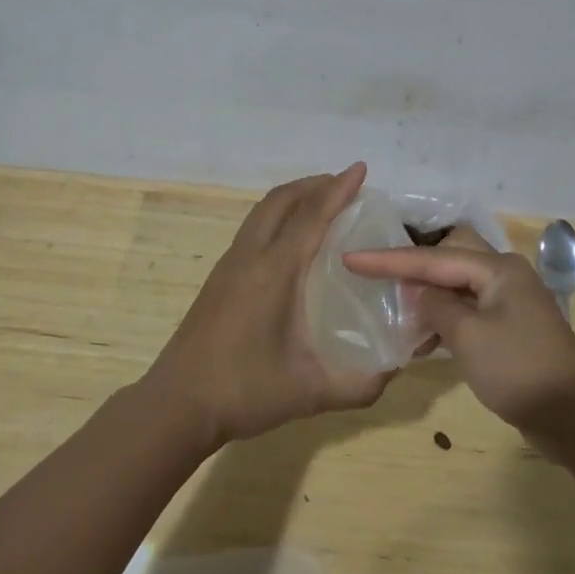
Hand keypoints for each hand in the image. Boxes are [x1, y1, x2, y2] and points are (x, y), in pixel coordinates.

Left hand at [147, 162, 394, 449]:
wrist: (177, 404)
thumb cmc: (245, 392)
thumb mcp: (312, 392)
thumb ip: (361, 384)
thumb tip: (397, 369)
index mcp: (275, 272)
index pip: (311, 216)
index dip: (338, 190)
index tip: (360, 169)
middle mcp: (251, 256)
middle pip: (281, 200)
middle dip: (315, 184)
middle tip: (346, 184)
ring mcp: (230, 264)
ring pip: (263, 211)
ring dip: (294, 197)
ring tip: (322, 202)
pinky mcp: (220, 277)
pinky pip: (253, 227)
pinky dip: (278, 215)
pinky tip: (291, 239)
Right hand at [342, 238, 574, 439]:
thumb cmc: (518, 370)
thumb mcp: (468, 337)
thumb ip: (436, 307)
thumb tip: (420, 295)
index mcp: (497, 269)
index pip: (432, 259)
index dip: (388, 260)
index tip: (351, 258)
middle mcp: (504, 275)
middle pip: (447, 261)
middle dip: (411, 268)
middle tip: (375, 274)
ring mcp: (510, 301)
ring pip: (457, 287)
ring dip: (428, 298)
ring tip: (395, 311)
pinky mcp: (511, 326)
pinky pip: (469, 310)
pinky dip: (445, 319)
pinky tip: (424, 338)